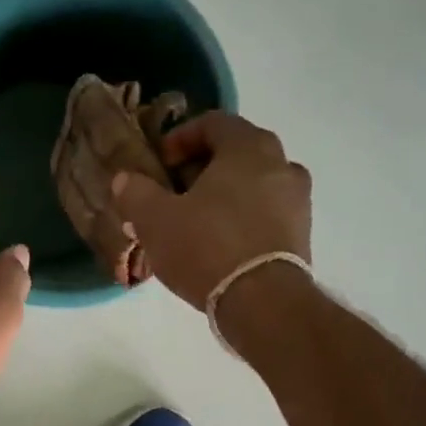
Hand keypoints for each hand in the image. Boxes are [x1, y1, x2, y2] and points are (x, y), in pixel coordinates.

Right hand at [111, 112, 311, 308]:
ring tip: (193, 222)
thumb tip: (125, 179)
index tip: (159, 164)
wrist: (263, 302)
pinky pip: (264, 214)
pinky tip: (217, 245)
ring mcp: (297, 200)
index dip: (180, 138)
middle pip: (236, 153)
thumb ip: (135, 192)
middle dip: (200, 169)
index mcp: (248, 147)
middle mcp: (282, 164)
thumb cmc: (207, 247)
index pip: (213, 122)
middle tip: (172, 194)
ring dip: (222, 196)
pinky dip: (241, 219)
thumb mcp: (155, 219)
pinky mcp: (301, 234)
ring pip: (252, 185)